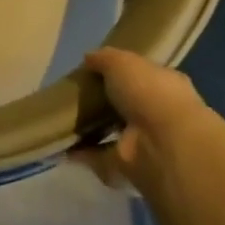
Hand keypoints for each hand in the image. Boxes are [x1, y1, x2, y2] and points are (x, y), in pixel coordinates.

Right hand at [73, 47, 213, 191]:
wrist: (162, 143)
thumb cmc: (149, 92)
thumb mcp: (123, 62)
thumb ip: (105, 58)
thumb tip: (89, 58)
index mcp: (164, 84)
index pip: (142, 76)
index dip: (121, 73)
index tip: (94, 72)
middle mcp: (158, 113)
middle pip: (127, 105)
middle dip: (104, 103)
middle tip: (74, 96)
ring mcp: (145, 142)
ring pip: (114, 132)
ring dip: (91, 129)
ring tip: (63, 120)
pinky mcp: (128, 166)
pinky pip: (99, 156)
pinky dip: (81, 152)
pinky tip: (60, 144)